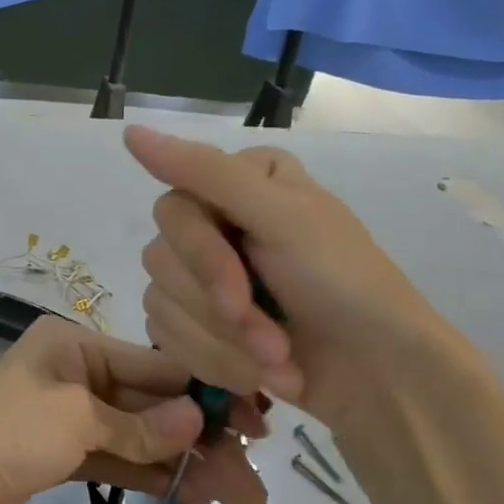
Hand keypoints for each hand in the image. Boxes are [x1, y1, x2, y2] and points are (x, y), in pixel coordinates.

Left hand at [0, 316, 268, 503]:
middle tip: (253, 481)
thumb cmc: (3, 434)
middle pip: (150, 403)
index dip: (206, 392)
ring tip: (238, 498)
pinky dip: (149, 473)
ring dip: (182, 462)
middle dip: (200, 438)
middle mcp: (72, 372)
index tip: (257, 422)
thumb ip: (139, 425)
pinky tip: (192, 493)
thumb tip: (199, 420)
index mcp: (73, 344)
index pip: (154, 364)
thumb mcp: (75, 419)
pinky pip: (115, 458)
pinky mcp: (58, 455)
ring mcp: (65, 416)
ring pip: (137, 435)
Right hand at [124, 124, 477, 438]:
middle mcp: (216, 221)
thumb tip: (122, 124)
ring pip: (161, 303)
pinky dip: (214, 363)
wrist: (381, 379)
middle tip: (273, 342)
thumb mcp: (282, 217)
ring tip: (278, 364)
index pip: (173, 208)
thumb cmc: (343, 288)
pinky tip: (258, 375)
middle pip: (161, 259)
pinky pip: (164, 336)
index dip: (201, 258)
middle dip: (221, 313)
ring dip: (224, 346)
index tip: (240, 295)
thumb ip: (205, 170)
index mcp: (238, 182)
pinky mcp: (198, 324)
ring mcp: (204, 277)